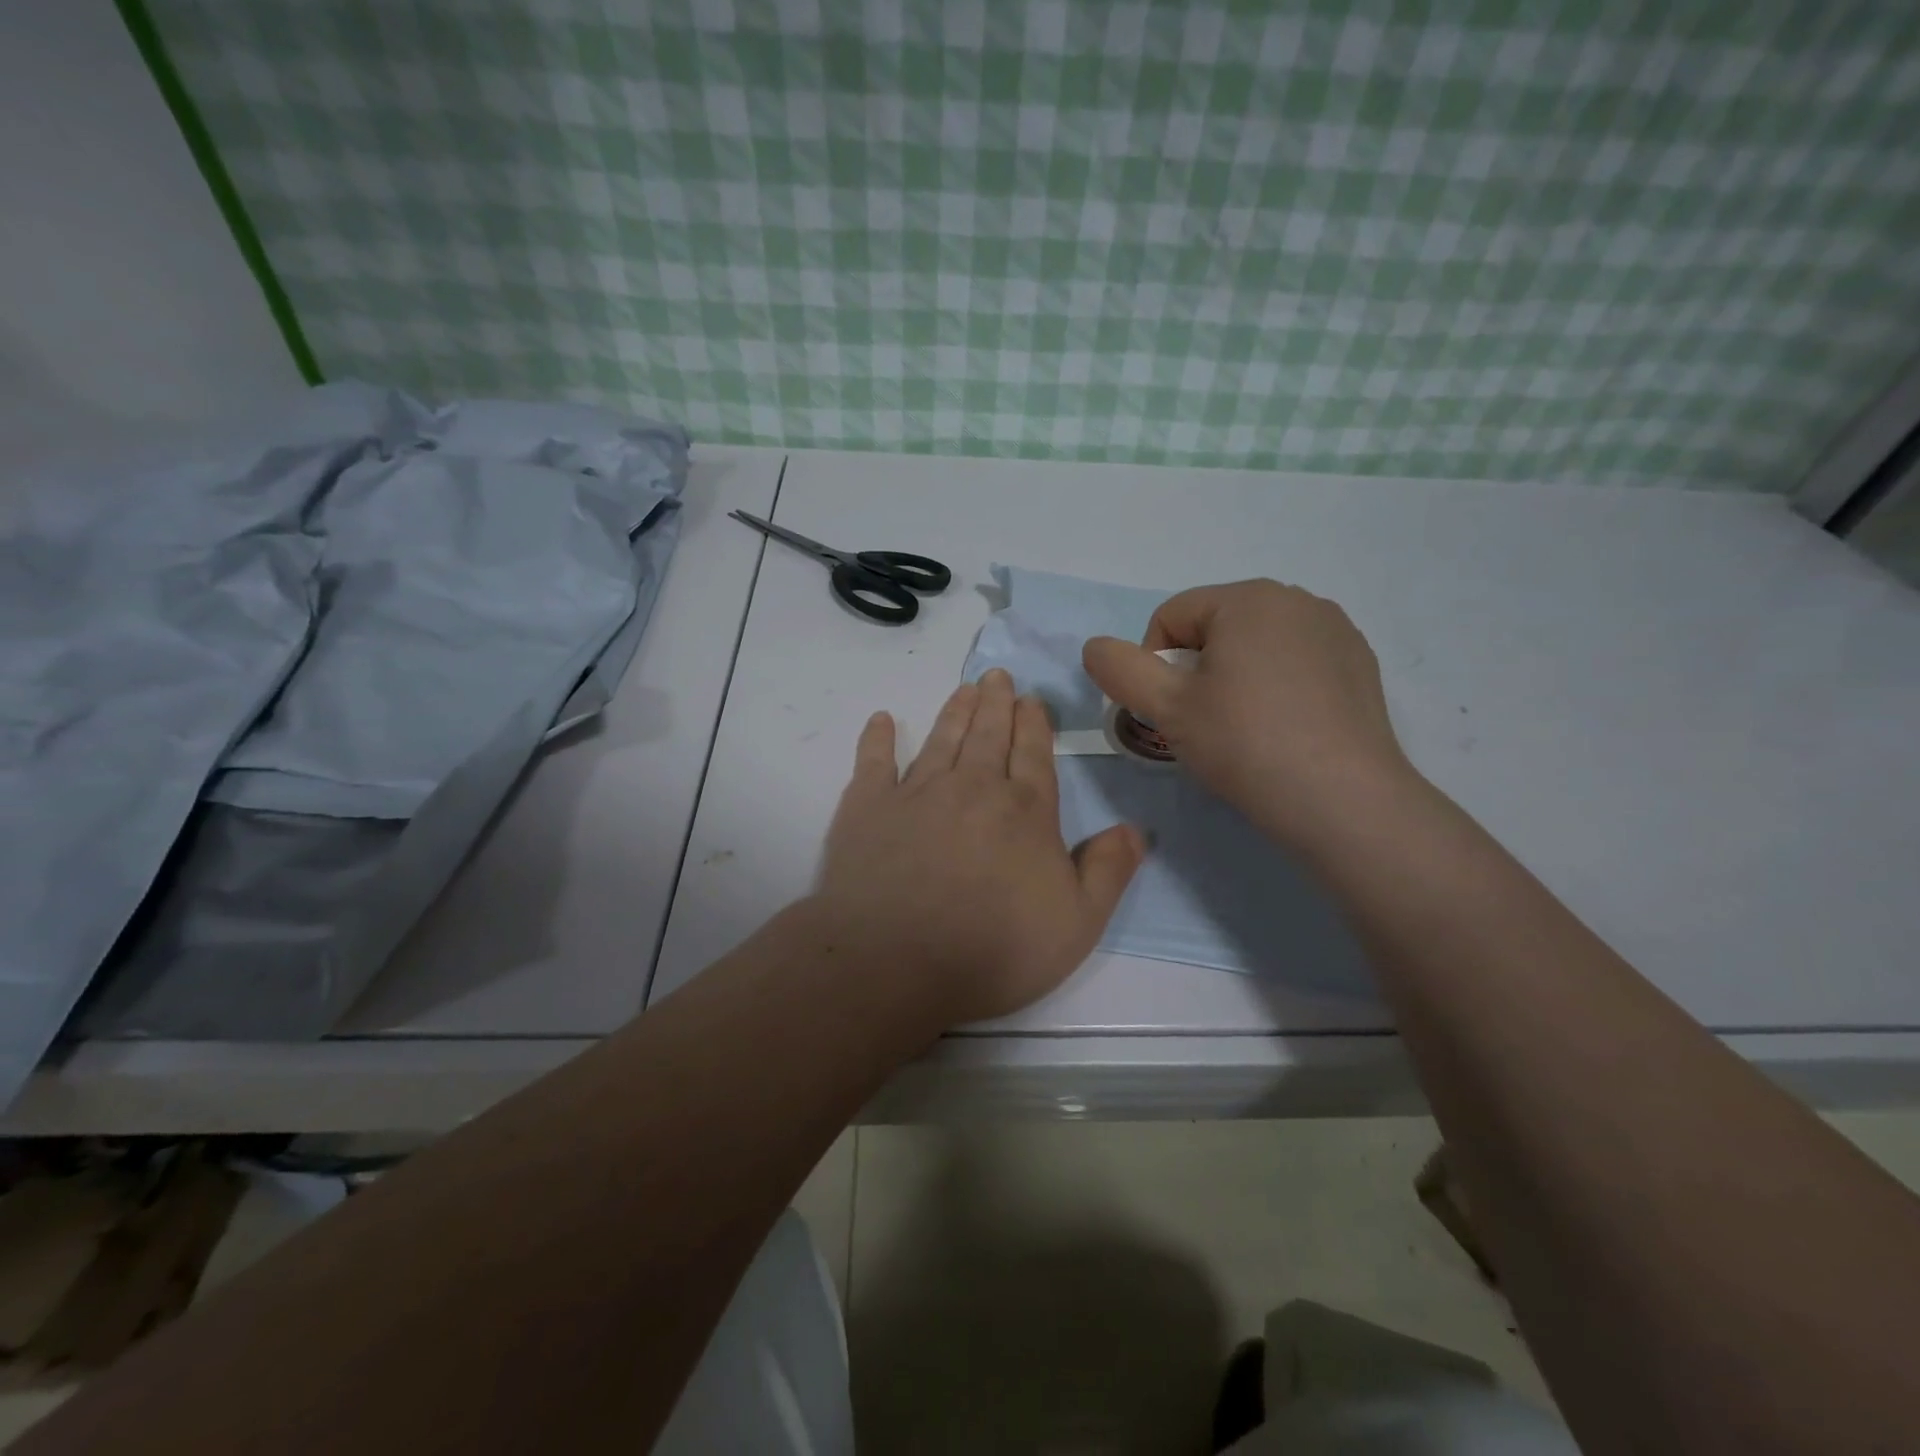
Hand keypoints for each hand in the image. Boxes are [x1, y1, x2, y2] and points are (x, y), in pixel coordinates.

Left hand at [812, 668, 1144, 1028]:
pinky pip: (874, 761)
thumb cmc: (995, 949)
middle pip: (989, 735)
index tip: (1031, 699)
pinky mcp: (868, 807)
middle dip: (996, 703)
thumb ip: (1108, 871)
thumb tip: (1135, 829)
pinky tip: (881, 720)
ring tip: (964, 689)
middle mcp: (973, 787)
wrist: (895, 961)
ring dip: (955, 711)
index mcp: (1024, 810)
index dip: (1034, 724)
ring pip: (942, 739)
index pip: (1034, 754)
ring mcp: (917, 792)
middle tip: (996, 676)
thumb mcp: (1077, 924)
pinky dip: (877, 739)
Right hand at [1082, 579, 1415, 846]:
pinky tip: (1282, 728)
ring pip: (1256, 645)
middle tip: (1200, 722)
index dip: (1151, 663)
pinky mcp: (1359, 664)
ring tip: (1242, 728)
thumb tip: (1095, 646)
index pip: (1171, 616)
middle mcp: (1297, 599)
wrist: (1342, 799)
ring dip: (1234, 677)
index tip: (1164, 711)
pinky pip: (1296, 662)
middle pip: (1215, 627)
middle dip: (1195, 669)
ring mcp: (1336, 630)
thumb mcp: (1167, 708)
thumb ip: (1120, 669)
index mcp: (1248, 598)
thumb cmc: (1245, 743)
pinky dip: (1276, 686)